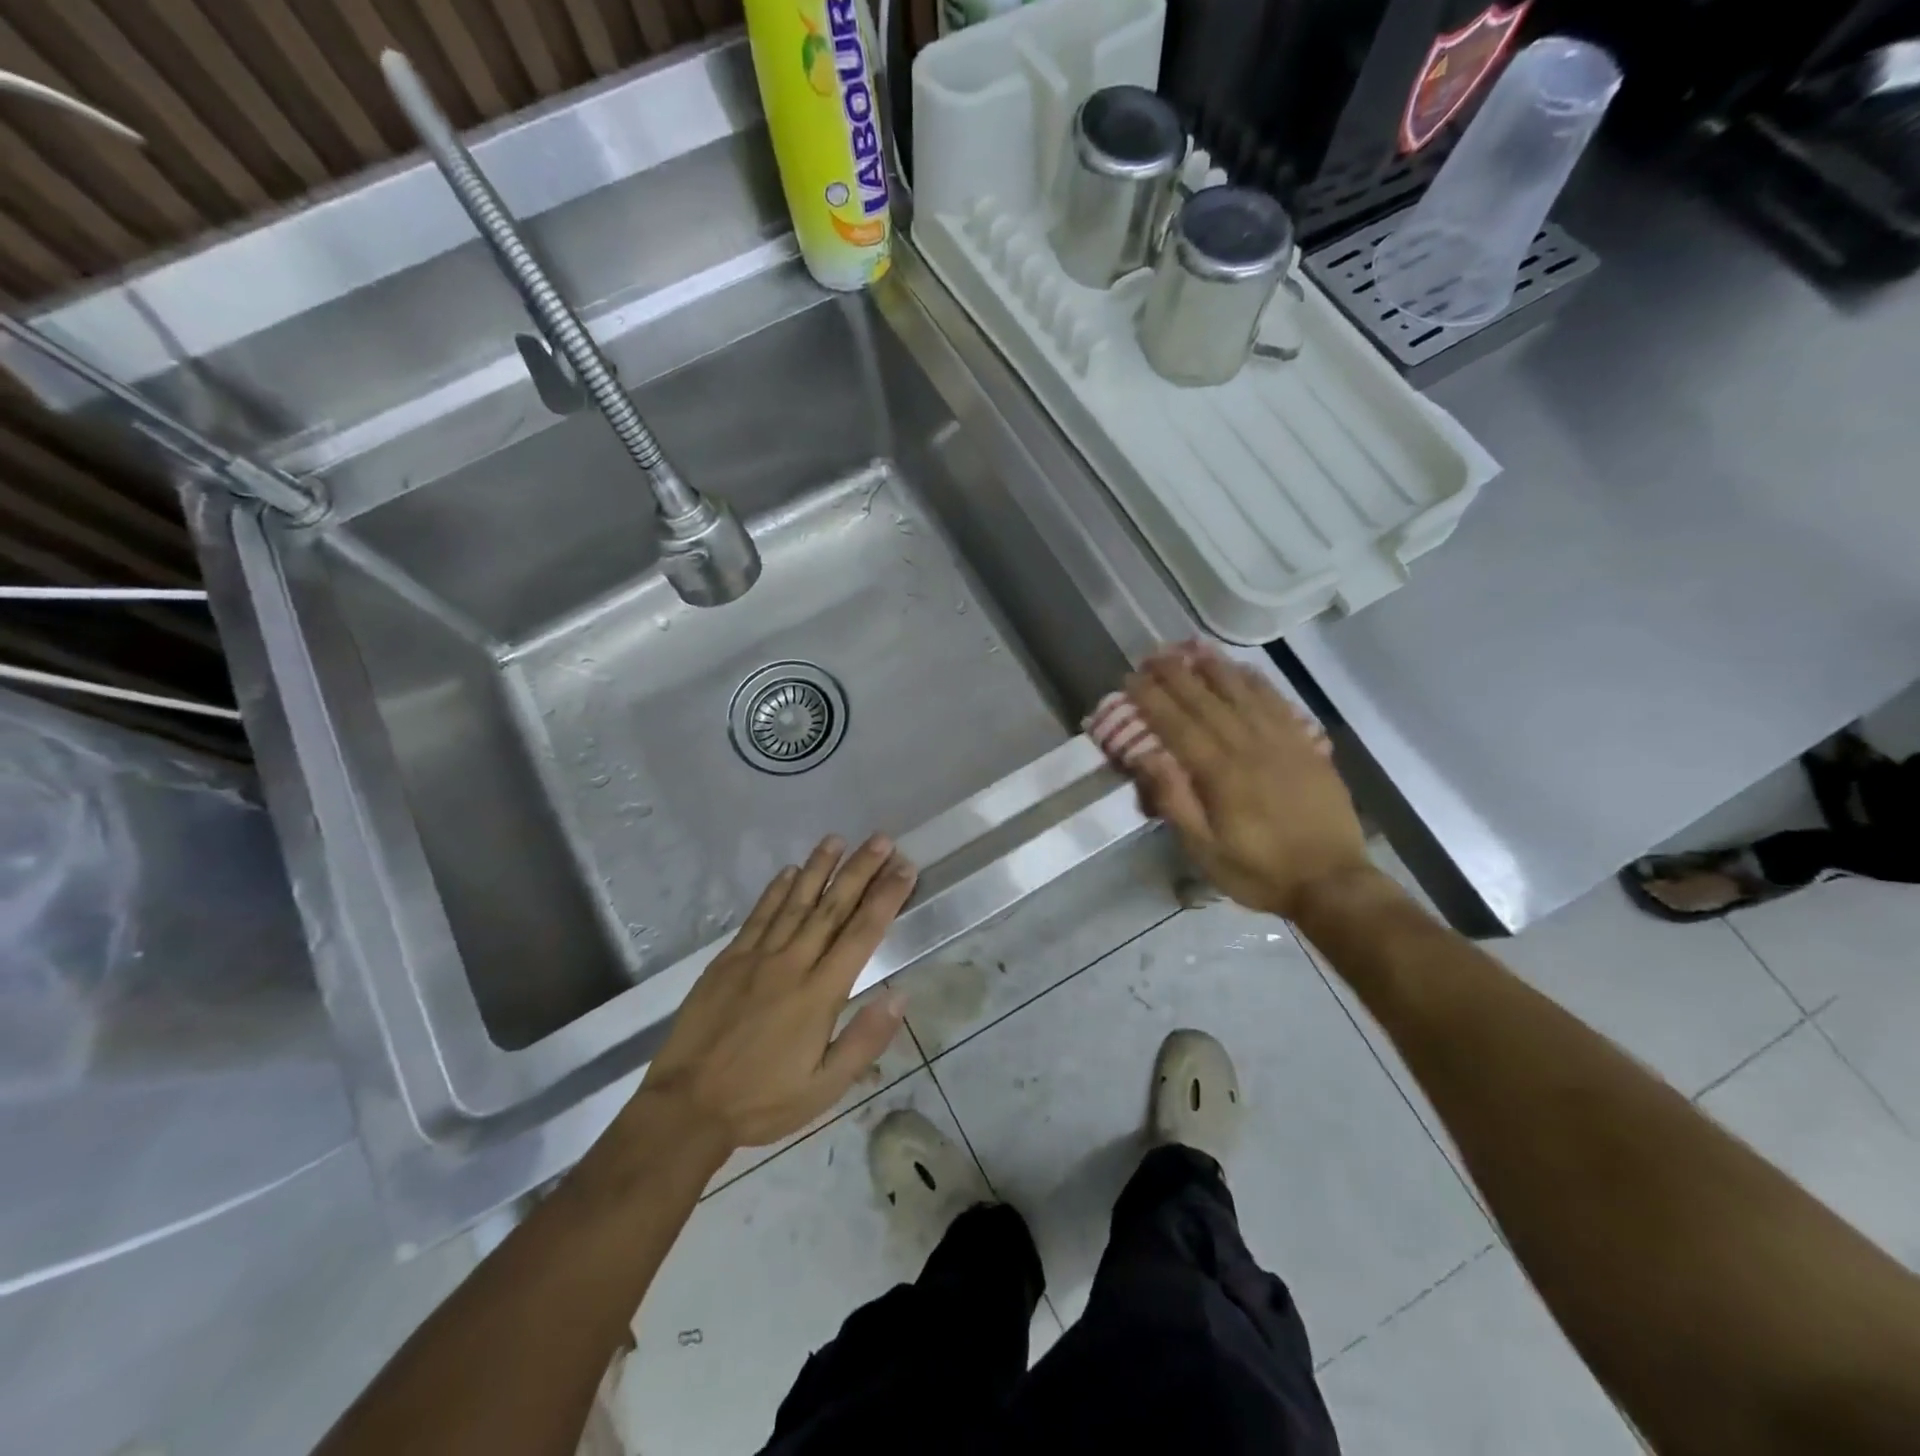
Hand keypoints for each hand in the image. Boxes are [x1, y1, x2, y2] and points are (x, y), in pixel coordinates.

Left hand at [640, 834, 916, 1150]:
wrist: (687, 1106)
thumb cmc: (763, 1100)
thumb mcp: (825, 1088)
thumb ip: (864, 1040)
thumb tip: (901, 996)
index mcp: (820, 993)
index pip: (862, 933)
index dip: (886, 897)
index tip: (905, 868)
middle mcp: (792, 964)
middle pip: (832, 907)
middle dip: (860, 870)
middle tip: (881, 839)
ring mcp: (756, 957)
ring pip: (795, 902)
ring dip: (819, 868)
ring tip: (838, 839)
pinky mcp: (728, 960)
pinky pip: (758, 916)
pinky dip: (775, 890)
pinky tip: (789, 871)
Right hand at [1125, 644, 1370, 919]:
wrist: (1331, 882)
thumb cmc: (1259, 871)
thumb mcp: (1205, 850)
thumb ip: (1175, 802)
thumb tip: (1147, 757)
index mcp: (1220, 773)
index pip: (1177, 724)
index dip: (1151, 699)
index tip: (1130, 679)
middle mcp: (1249, 746)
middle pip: (1206, 700)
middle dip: (1176, 674)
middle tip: (1153, 654)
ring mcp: (1282, 742)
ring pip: (1243, 692)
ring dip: (1215, 666)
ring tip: (1192, 646)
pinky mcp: (1306, 746)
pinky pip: (1278, 703)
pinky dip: (1257, 682)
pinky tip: (1243, 669)